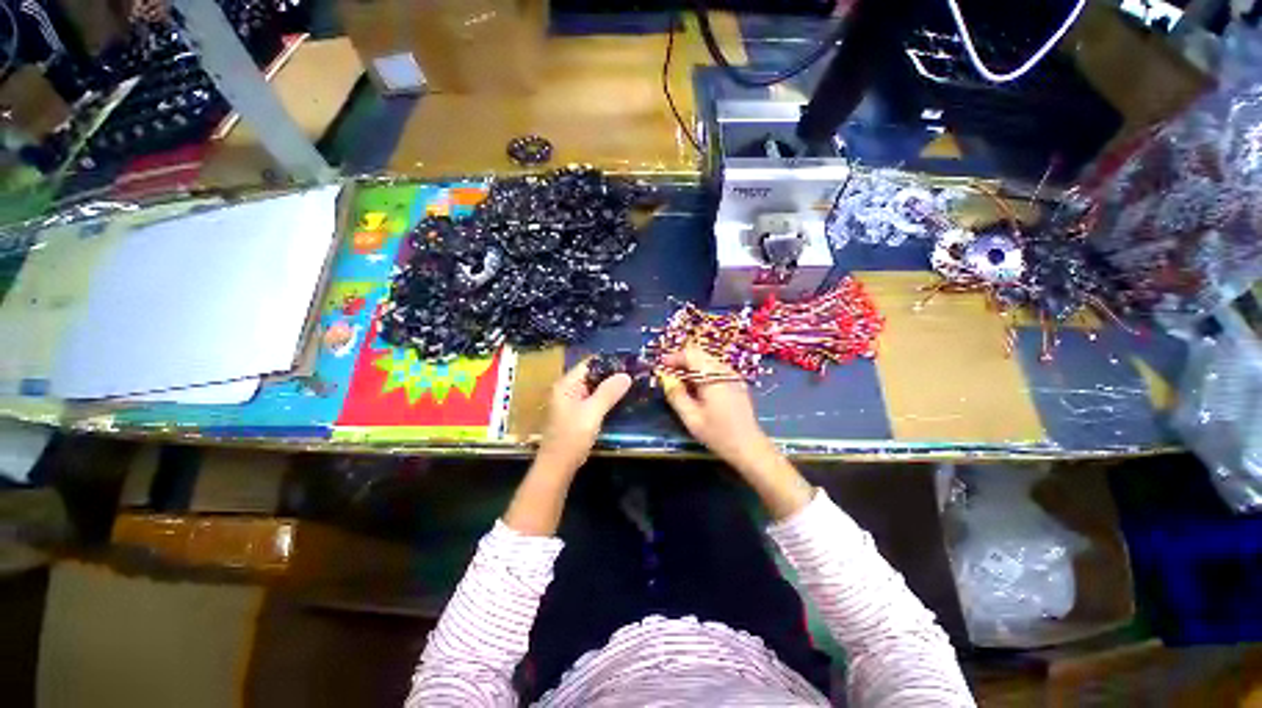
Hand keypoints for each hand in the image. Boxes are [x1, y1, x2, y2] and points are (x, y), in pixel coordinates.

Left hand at [536, 358, 631, 473]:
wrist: (557, 467)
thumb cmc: (571, 437)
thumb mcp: (592, 413)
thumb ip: (608, 393)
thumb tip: (626, 375)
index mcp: (566, 385)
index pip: (588, 364)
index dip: (608, 362)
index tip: (628, 362)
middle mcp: (566, 390)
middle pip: (591, 375)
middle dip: (611, 374)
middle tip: (634, 374)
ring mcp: (570, 403)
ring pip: (593, 389)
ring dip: (609, 387)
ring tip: (631, 385)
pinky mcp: (575, 415)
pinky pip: (592, 400)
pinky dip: (604, 398)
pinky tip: (619, 401)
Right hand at [659, 346, 773, 470]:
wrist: (749, 447)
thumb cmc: (718, 434)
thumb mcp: (691, 417)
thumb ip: (676, 395)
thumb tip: (665, 379)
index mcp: (712, 377)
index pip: (691, 354)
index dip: (674, 357)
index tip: (662, 366)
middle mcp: (724, 371)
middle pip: (700, 354)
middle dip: (682, 361)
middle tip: (669, 374)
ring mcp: (733, 376)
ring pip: (708, 361)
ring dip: (692, 367)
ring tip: (681, 383)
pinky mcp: (737, 383)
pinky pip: (716, 369)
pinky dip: (703, 373)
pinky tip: (697, 389)